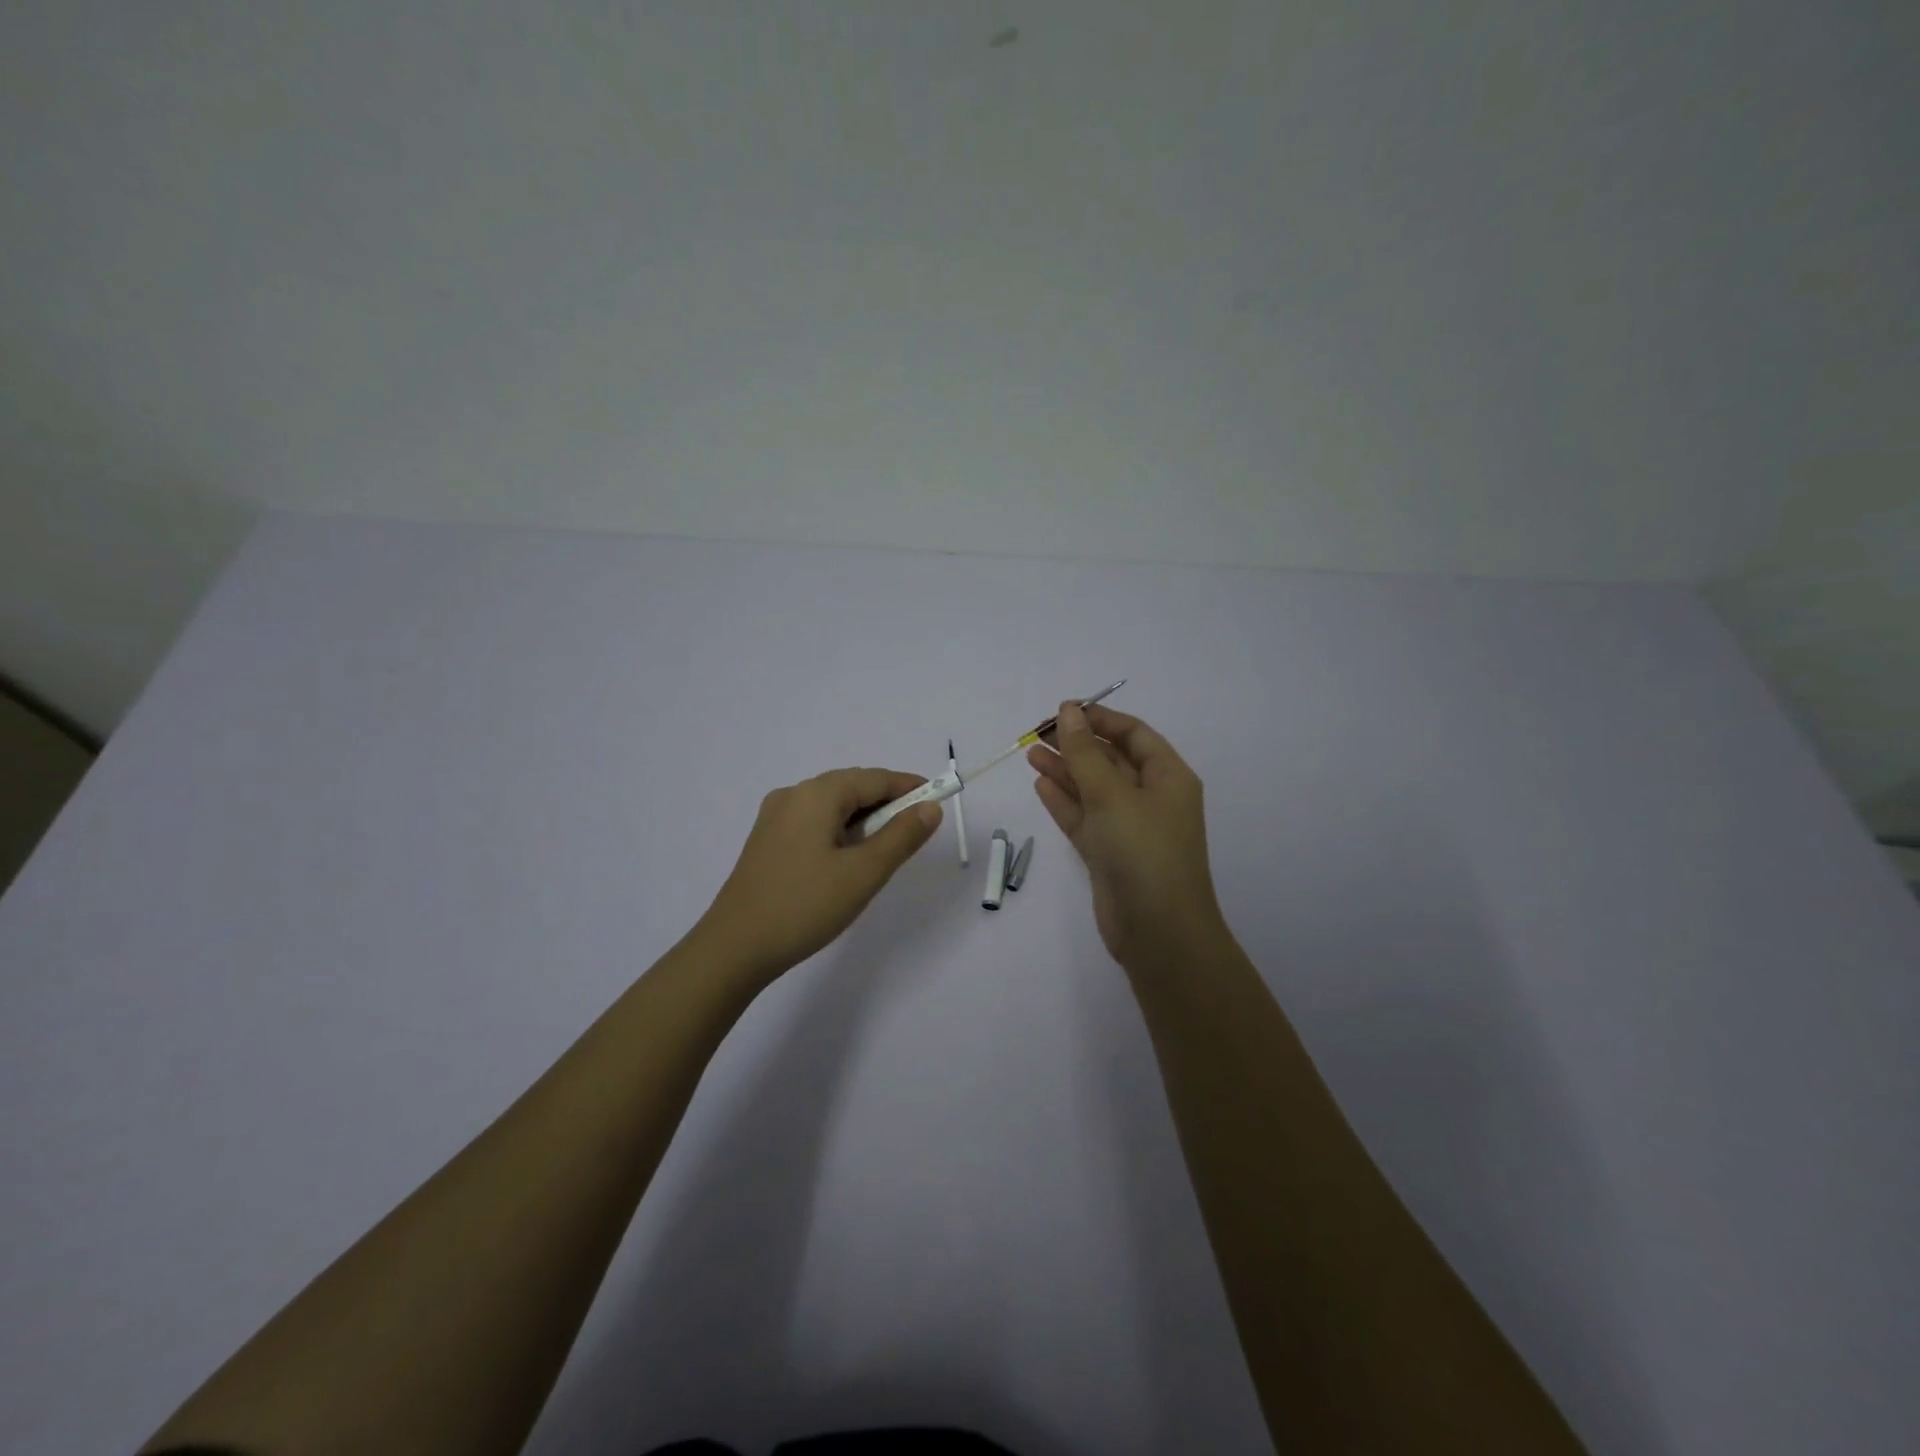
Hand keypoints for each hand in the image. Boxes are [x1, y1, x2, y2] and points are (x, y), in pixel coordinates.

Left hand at [696, 767, 941, 983]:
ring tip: (886, 849)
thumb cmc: (805, 905)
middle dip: (888, 803)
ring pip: (832, 806)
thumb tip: (930, 807)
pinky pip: (814, 822)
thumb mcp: (864, 873)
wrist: (734, 947)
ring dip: (864, 819)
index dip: (909, 787)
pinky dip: (841, 831)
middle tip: (916, 830)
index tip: (939, 799)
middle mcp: (793, 794)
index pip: (875, 778)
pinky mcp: (767, 840)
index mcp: (817, 794)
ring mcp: (775, 817)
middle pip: (852, 787)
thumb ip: (901, 836)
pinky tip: (849, 858)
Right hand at [1029, 703, 1227, 967]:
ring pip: (1093, 789)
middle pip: (1111, 759)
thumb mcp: (1112, 795)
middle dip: (1077, 744)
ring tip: (1030, 753)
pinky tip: (1040, 784)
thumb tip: (1068, 712)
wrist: (1158, 931)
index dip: (1099, 718)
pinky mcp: (1109, 853)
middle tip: (1037, 732)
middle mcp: (1151, 798)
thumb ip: (1084, 753)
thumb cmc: (1143, 851)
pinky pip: (1084, 817)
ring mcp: (1129, 827)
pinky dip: (1064, 801)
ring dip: (1065, 770)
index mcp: (1168, 777)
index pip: (1133, 734)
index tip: (1062, 710)